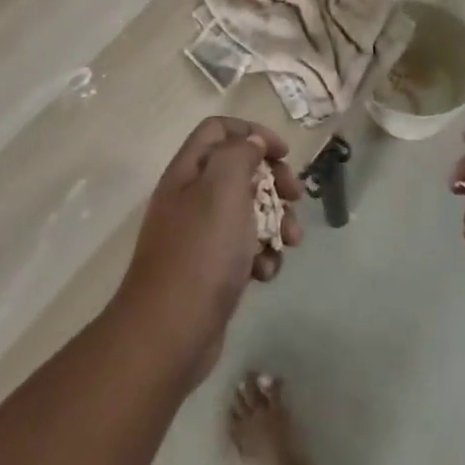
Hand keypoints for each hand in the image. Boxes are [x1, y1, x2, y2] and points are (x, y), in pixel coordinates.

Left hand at [117, 117, 302, 388]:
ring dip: (275, 222)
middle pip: (239, 170)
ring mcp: (200, 236)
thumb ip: (239, 155)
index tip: (284, 154)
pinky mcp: (211, 270)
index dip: (253, 133)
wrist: (170, 334)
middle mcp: (191, 198)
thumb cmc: (200, 252)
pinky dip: (261, 256)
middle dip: (273, 181)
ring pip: (248, 212)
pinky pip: (244, 249)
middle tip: (295, 196)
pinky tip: (265, 274)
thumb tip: (252, 143)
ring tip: (290, 242)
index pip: (218, 130)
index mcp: (188, 172)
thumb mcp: (222, 189)